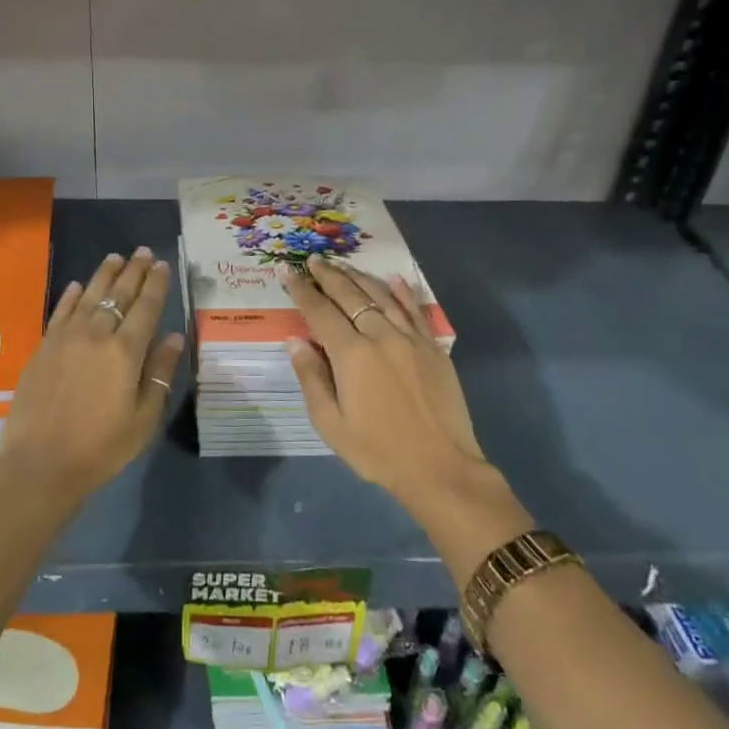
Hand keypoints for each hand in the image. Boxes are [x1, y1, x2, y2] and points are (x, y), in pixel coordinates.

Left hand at [0, 247, 183, 500]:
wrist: (40, 464)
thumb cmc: (100, 448)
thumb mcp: (143, 419)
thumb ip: (159, 374)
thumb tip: (175, 337)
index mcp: (125, 352)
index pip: (146, 308)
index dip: (156, 284)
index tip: (163, 264)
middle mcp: (96, 335)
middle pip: (118, 294)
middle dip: (133, 270)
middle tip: (143, 251)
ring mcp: (65, 338)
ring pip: (89, 295)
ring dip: (104, 274)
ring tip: (115, 257)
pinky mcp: (44, 347)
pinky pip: (61, 311)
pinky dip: (72, 295)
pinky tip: (79, 285)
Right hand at [282, 256, 487, 509]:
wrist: (440, 468)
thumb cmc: (377, 450)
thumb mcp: (330, 423)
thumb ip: (311, 377)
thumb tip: (295, 340)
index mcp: (352, 354)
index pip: (320, 312)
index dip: (302, 290)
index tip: (288, 272)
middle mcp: (380, 336)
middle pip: (350, 296)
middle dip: (329, 276)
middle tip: (314, 260)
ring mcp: (411, 339)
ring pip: (381, 297)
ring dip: (359, 278)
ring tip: (343, 265)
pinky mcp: (434, 348)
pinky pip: (415, 311)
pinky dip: (402, 292)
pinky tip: (394, 279)